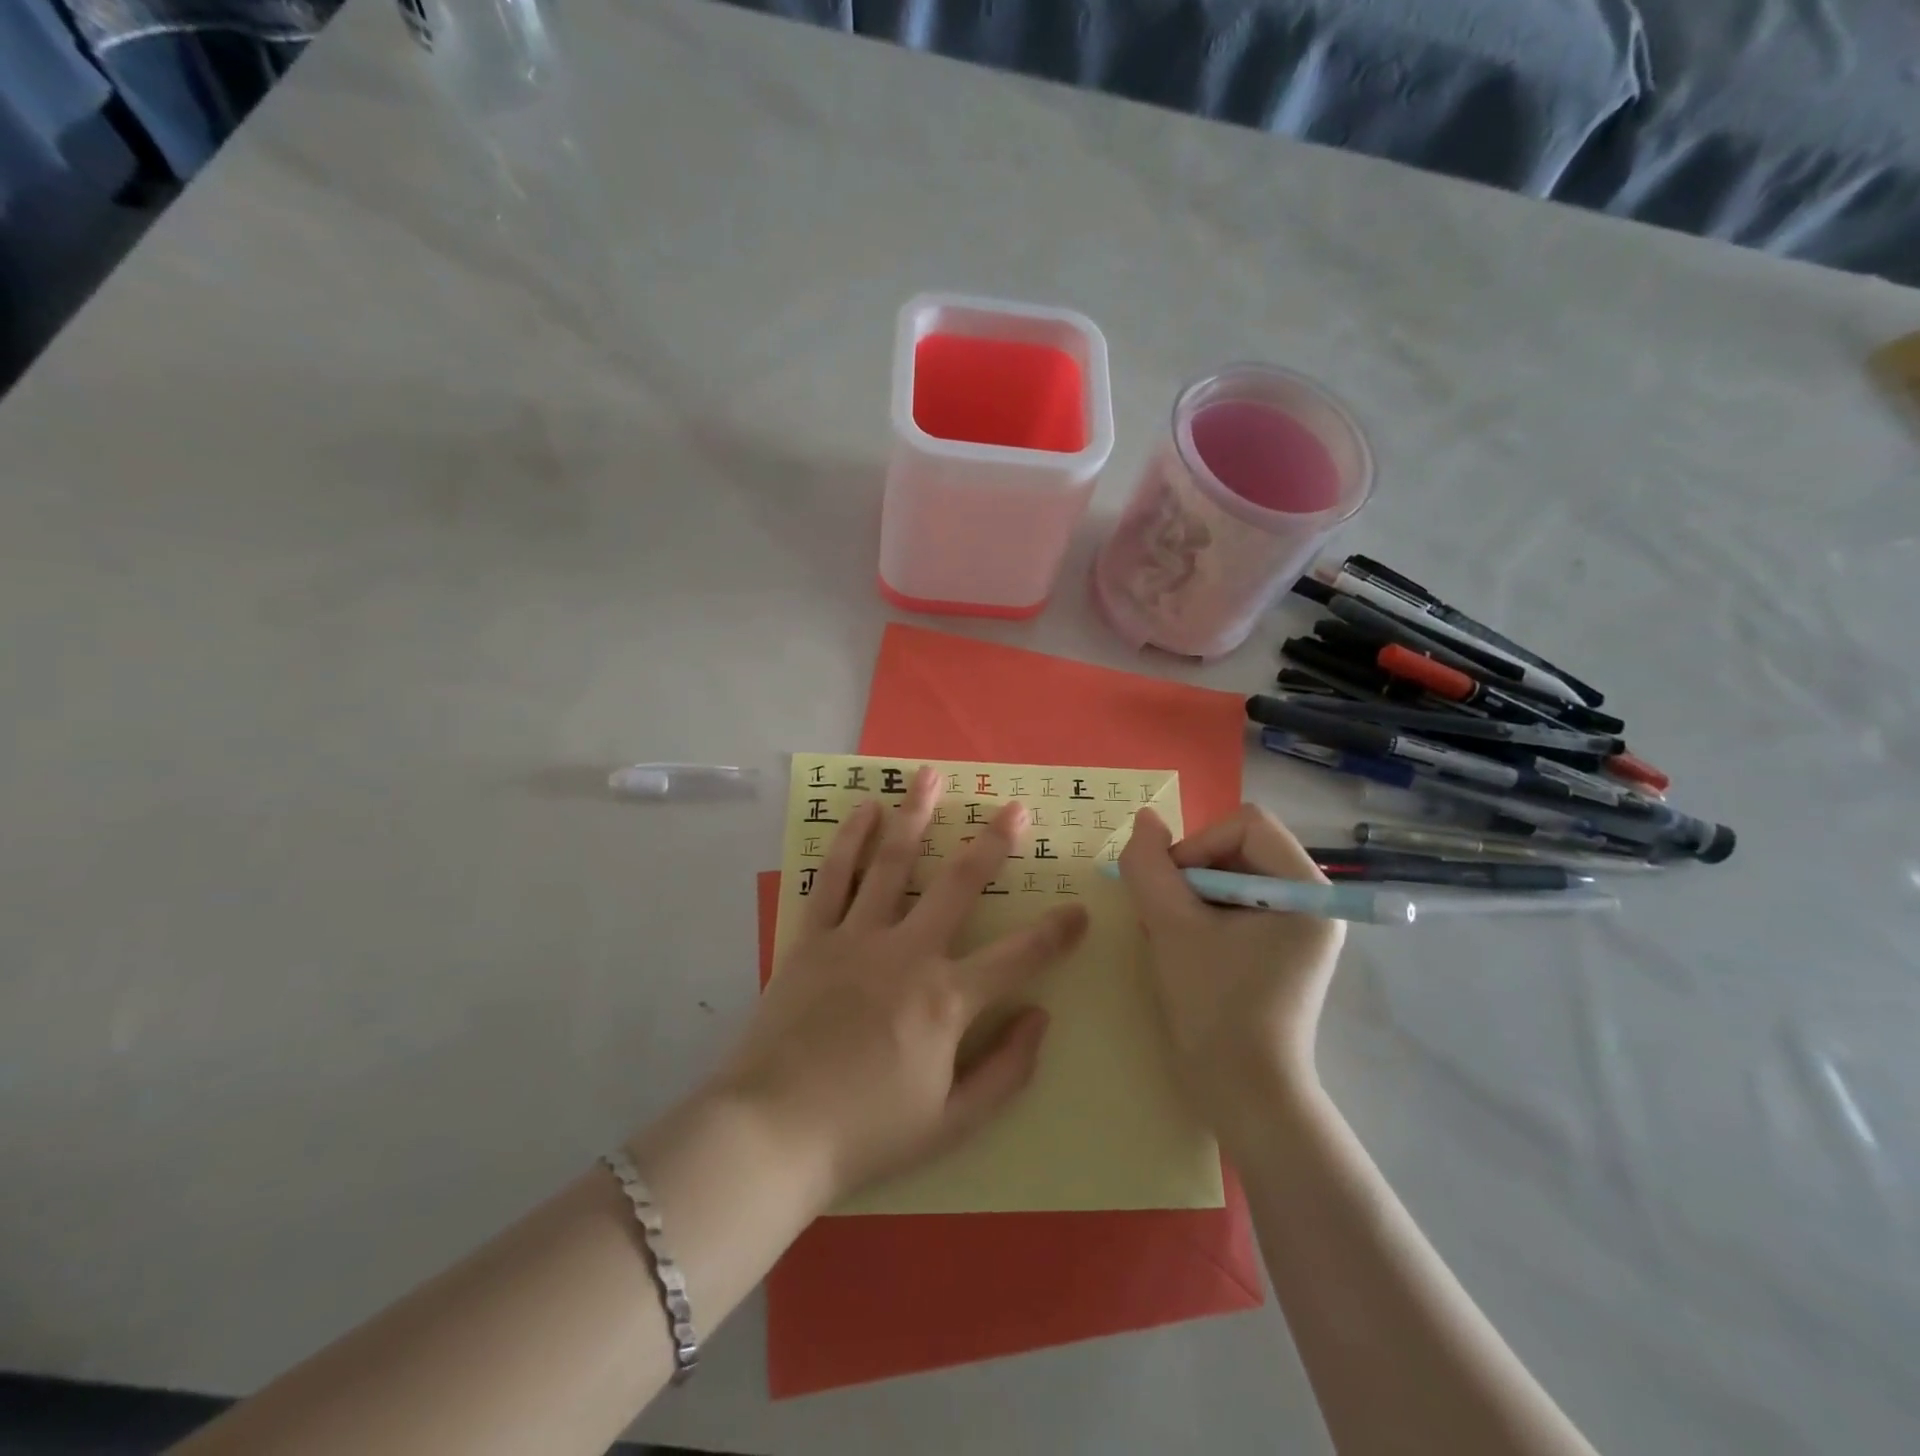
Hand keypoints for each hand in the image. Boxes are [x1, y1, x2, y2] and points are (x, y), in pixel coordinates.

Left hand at [712, 766, 1088, 1207]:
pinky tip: (866, 809)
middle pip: (958, 885)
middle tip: (1016, 807)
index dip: (1057, 933)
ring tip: (931, 775)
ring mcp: (856, 938)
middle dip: (993, 843)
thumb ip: (1007, 1071)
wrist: (771, 1134)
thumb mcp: (953, 1124)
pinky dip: (850, 840)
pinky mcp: (812, 938)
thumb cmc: (867, 1133)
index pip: (1019, 957)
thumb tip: (1043, 1017)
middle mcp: (907, 954)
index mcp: (947, 1000)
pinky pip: (833, 878)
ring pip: (893, 863)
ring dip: (916, 816)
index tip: (1081, 909)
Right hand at [1118, 804, 1344, 1129]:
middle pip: (1239, 848)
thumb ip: (1150, 866)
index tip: (1169, 889)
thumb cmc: (1215, 1007)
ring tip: (1168, 935)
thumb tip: (1144, 819)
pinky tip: (1181, 947)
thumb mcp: (1171, 927)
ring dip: (1190, 896)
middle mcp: (1312, 902)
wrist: (1244, 1096)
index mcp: (1307, 891)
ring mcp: (1297, 929)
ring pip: (1230, 877)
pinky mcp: (1279, 951)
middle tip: (1163, 914)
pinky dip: (1200, 916)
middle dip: (1191, 873)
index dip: (1198, 845)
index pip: (1246, 825)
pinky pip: (1234, 906)